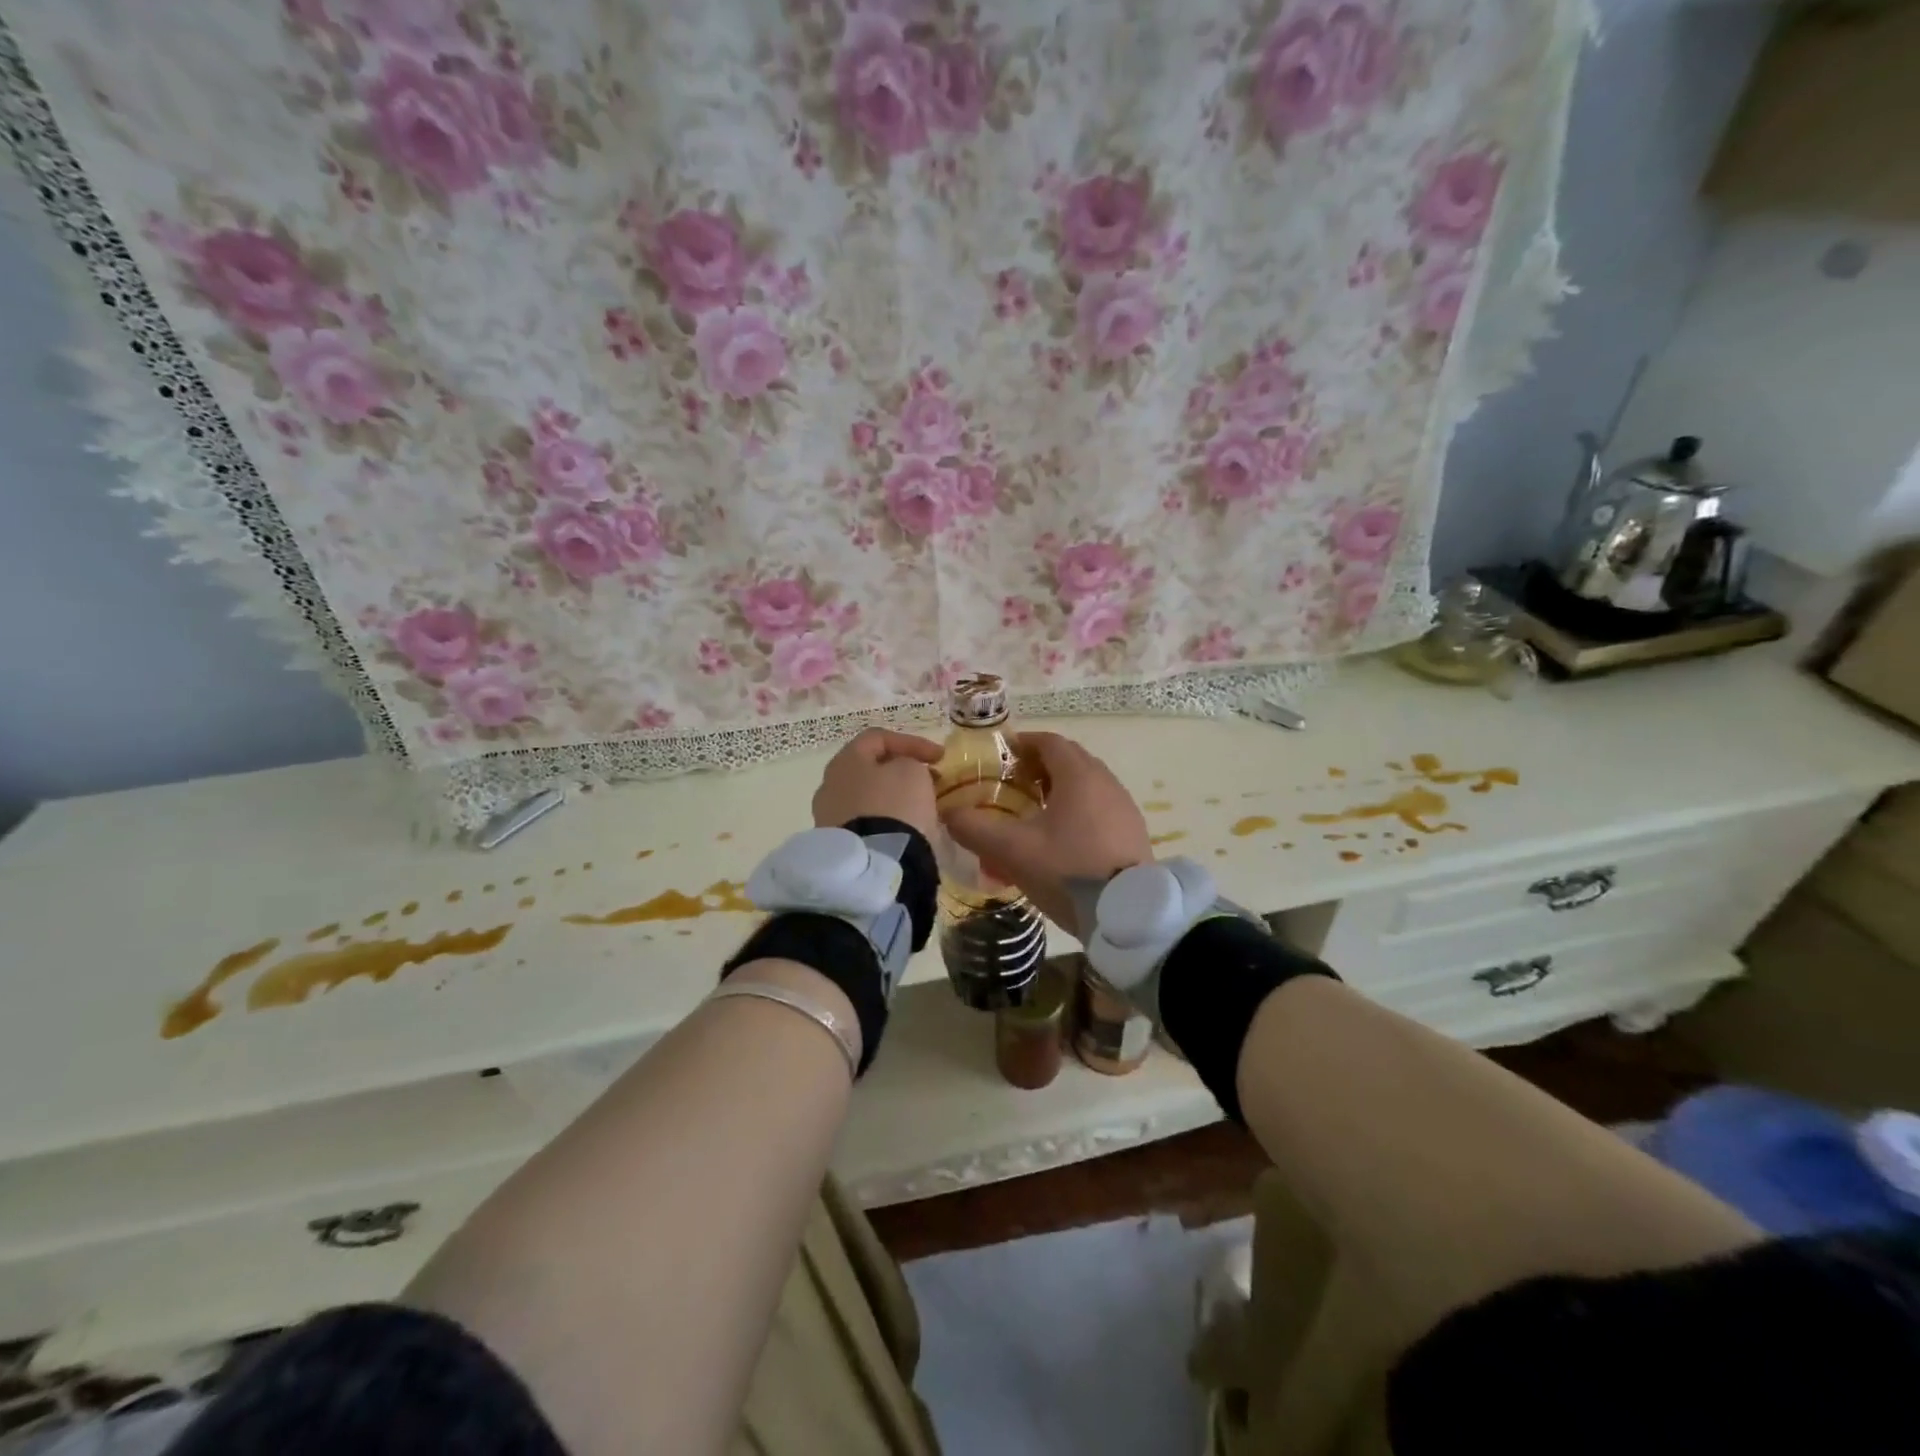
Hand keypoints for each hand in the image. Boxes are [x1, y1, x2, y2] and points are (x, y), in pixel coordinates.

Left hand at [811, 728, 942, 843]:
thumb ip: (910, 762)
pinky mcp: (838, 844)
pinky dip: (885, 819)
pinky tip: (903, 829)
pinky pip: (865, 822)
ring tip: (919, 807)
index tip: (940, 758)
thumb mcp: (912, 772)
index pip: (878, 737)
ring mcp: (829, 816)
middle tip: (929, 780)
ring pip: (867, 797)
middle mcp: (829, 784)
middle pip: (869, 768)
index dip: (912, 742)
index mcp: (845, 760)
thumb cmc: (894, 806)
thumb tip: (904, 772)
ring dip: (893, 797)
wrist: (873, 864)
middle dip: (900, 771)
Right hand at [943, 731, 1151, 938]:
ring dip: (1058, 789)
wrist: (1128, 914)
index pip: (1049, 742)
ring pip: (1086, 785)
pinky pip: (1099, 807)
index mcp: (1078, 776)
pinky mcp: (1132, 831)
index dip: (1023, 743)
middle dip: (1039, 766)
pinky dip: (1077, 810)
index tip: (1000, 756)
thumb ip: (975, 829)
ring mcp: (1124, 807)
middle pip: (1069, 760)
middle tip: (1012, 784)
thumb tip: (947, 813)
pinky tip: (1061, 840)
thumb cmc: (1068, 871)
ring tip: (1034, 813)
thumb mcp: (1013, 851)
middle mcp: (1106, 782)